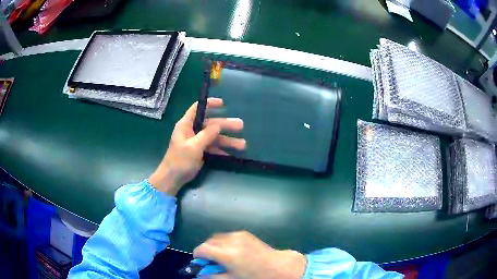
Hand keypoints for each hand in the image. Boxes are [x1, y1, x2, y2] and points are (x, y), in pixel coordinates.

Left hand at [149, 98, 244, 195]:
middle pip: (211, 124)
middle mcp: (192, 131)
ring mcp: (196, 142)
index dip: (209, 104)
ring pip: (214, 137)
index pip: (197, 108)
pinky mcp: (200, 152)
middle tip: (241, 125)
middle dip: (225, 125)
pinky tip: (232, 154)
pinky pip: (213, 148)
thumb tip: (218, 125)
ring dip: (227, 140)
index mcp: (186, 125)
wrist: (172, 178)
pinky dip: (221, 150)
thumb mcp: (193, 146)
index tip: (223, 104)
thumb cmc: (180, 160)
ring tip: (243, 145)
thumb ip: (206, 135)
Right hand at [193, 231, 306, 278]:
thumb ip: (213, 276)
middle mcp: (232, 241)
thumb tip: (201, 274)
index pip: (202, 249)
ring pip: (218, 237)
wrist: (279, 267)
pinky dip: (224, 242)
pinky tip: (231, 252)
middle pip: (209, 241)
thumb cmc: (256, 276)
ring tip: (220, 256)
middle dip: (206, 250)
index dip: (197, 255)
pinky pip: (228, 236)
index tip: (197, 260)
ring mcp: (239, 235)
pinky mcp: (245, 234)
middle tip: (209, 260)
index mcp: (227, 254)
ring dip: (214, 245)